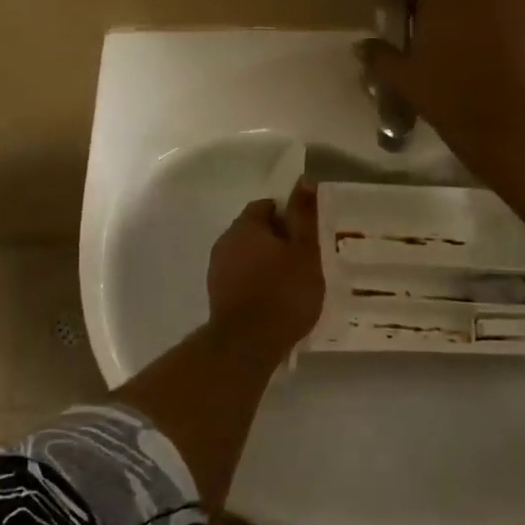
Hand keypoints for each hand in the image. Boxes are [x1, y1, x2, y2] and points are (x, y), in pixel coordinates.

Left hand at [207, 180, 324, 353]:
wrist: (247, 344)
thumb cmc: (283, 292)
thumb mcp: (304, 251)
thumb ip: (304, 215)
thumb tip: (303, 180)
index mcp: (245, 225)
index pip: (267, 206)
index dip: (289, 217)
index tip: (307, 236)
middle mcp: (225, 241)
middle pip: (255, 231)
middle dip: (278, 241)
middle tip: (304, 259)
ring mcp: (217, 270)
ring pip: (247, 256)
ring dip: (266, 263)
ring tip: (292, 282)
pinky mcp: (217, 295)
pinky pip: (241, 279)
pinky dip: (257, 283)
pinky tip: (275, 300)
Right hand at [359, 0, 524, 167]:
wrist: (509, 120)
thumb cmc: (447, 93)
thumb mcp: (403, 77)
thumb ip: (380, 55)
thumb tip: (362, 46)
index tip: (404, 23)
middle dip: (442, 1)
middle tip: (433, 35)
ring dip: (473, 10)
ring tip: (464, 45)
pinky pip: (511, 12)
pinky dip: (499, 24)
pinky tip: (491, 55)